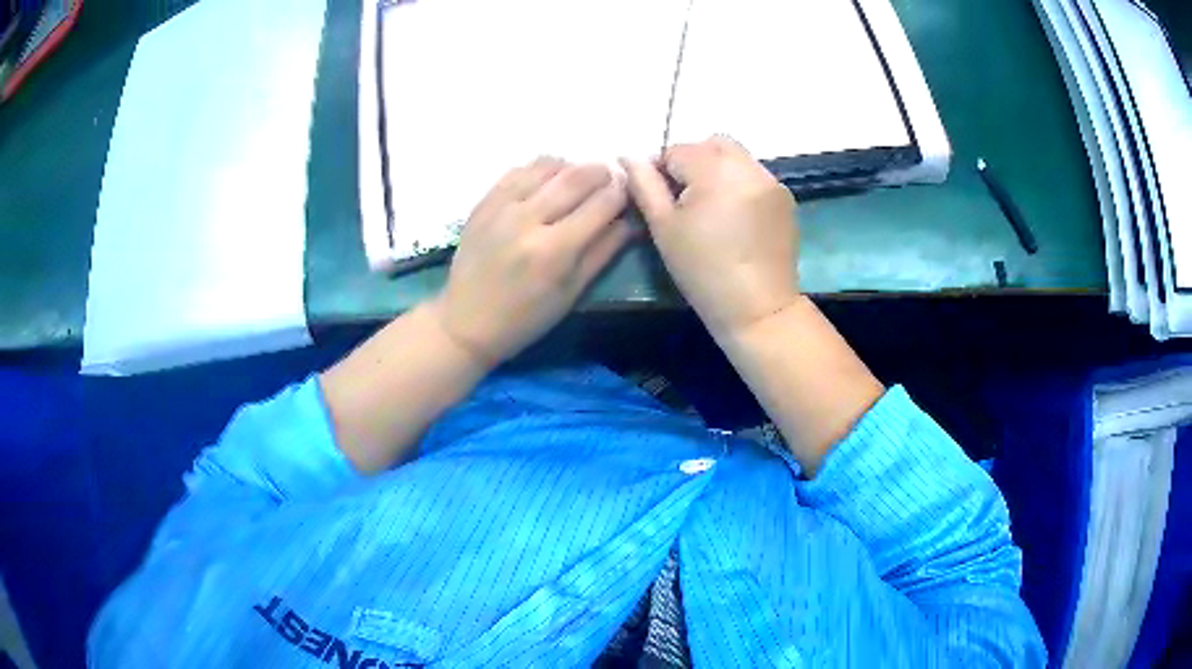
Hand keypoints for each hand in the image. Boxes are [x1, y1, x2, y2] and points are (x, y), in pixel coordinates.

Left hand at [431, 157, 632, 365]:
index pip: (602, 203)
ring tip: (578, 183)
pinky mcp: (484, 202)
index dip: (622, 193)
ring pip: (548, 165)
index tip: (628, 192)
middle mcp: (528, 220)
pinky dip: (541, 170)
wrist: (466, 322)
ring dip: (572, 168)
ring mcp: (501, 206)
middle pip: (577, 176)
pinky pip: (519, 170)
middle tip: (610, 180)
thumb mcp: (572, 292)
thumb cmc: (525, 318)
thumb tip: (631, 219)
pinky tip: (547, 184)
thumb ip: (604, 251)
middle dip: (602, 173)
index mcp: (554, 250)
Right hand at [621, 136, 798, 337]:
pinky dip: (739, 184)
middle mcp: (747, 166)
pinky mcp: (785, 197)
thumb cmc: (703, 271)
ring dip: (718, 170)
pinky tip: (735, 217)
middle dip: (694, 161)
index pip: (677, 150)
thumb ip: (644, 186)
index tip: (662, 201)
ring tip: (712, 208)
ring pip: (736, 157)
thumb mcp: (664, 228)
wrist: (758, 308)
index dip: (662, 171)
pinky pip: (754, 175)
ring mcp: (771, 181)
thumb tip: (628, 157)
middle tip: (687, 199)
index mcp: (714, 171)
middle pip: (712, 144)